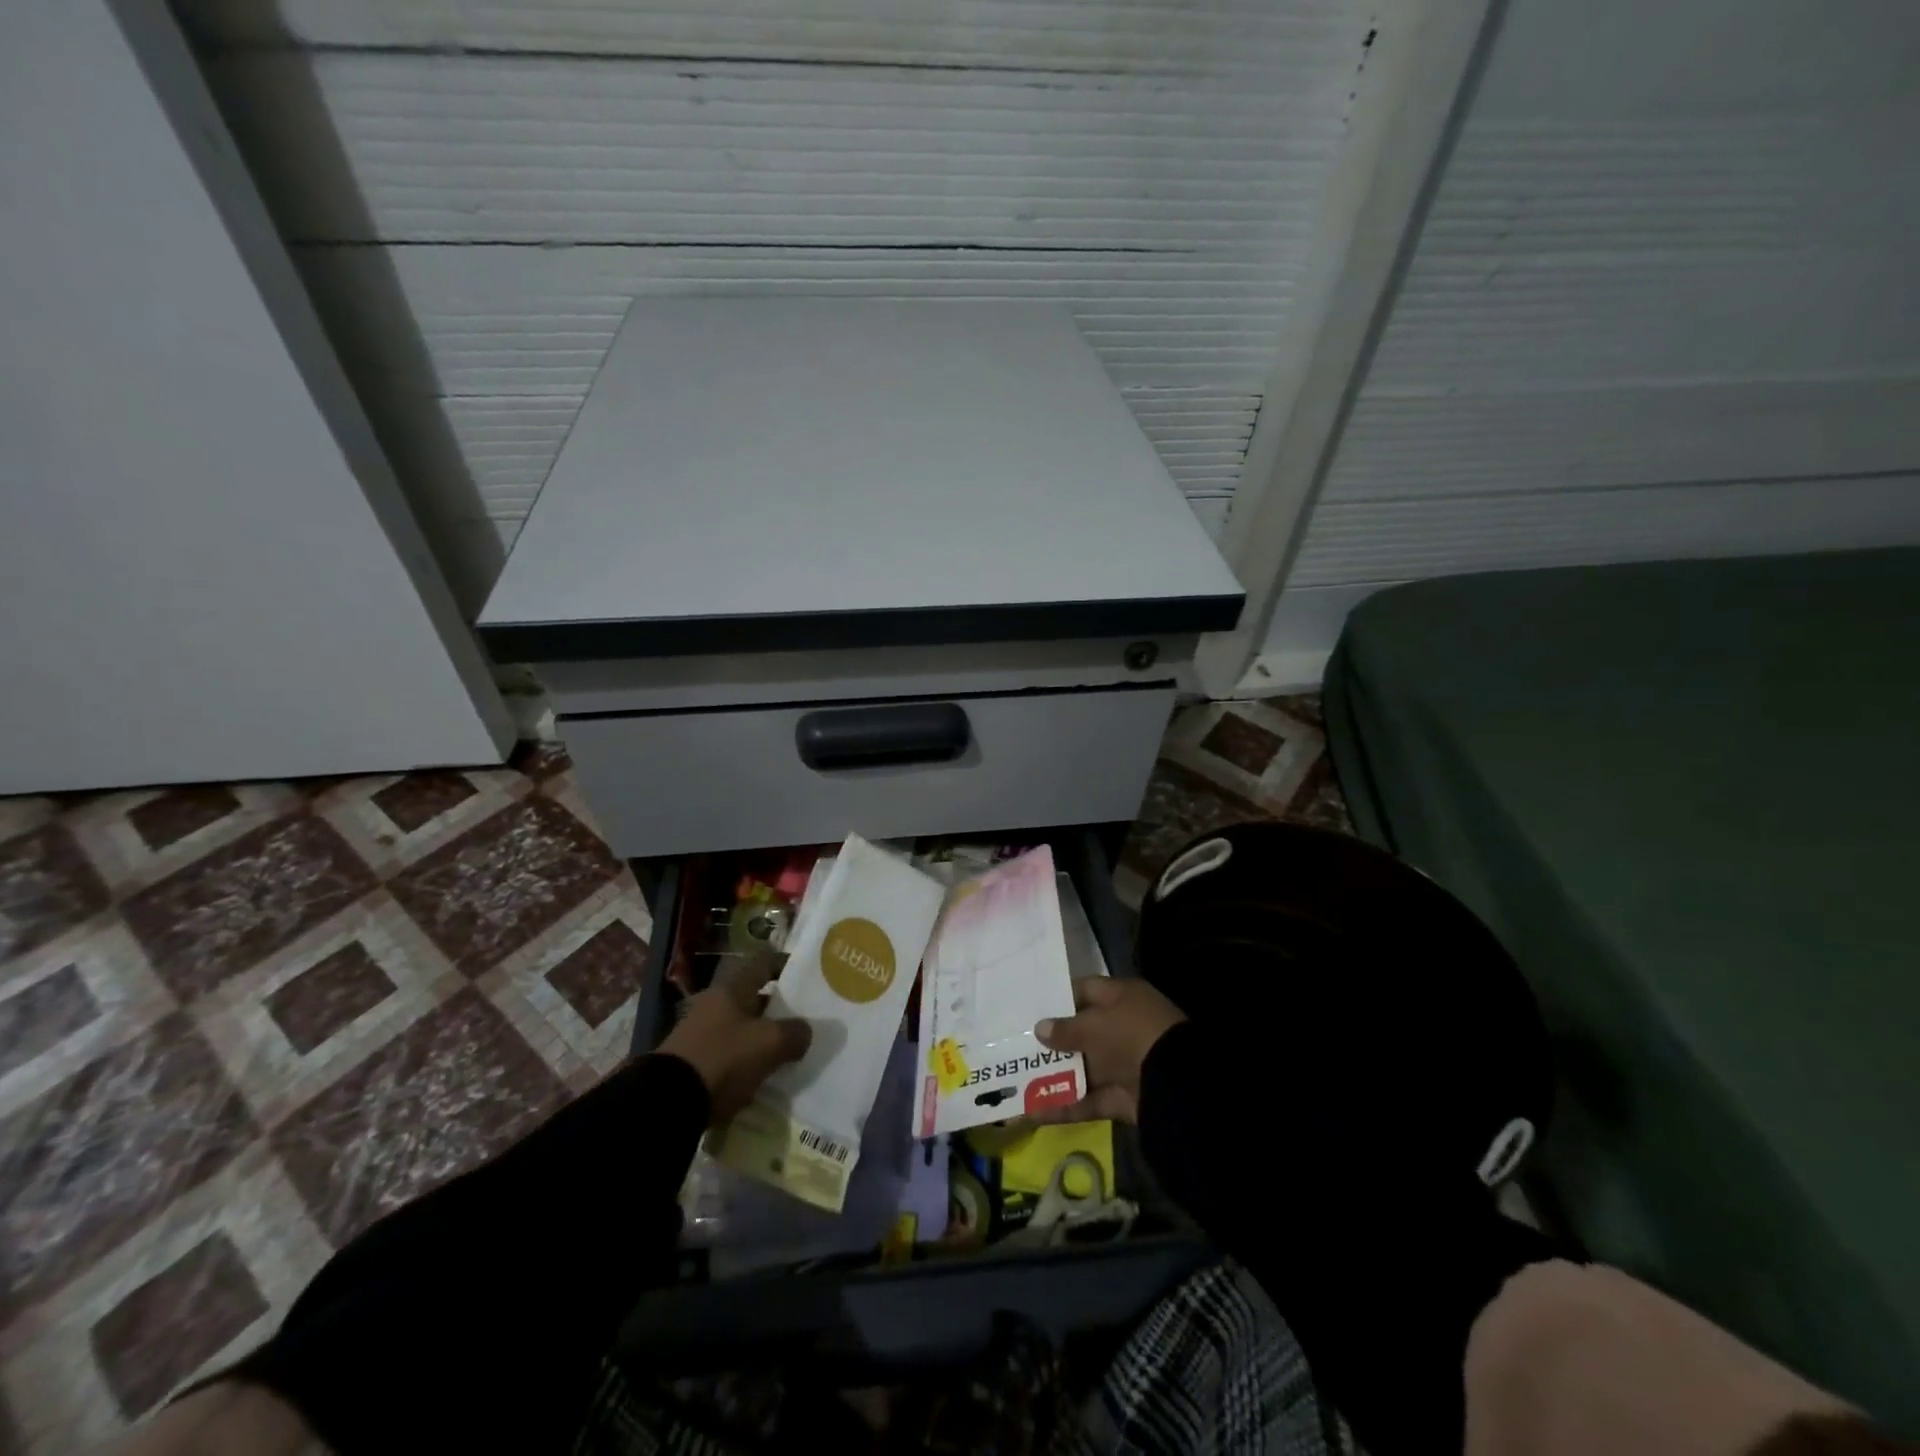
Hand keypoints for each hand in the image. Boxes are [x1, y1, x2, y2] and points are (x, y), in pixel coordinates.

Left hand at [659, 953, 812, 1125]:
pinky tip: (760, 1075)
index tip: (806, 974)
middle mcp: (713, 1004)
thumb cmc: (723, 1059)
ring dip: (761, 1037)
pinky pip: (727, 1053)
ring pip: (740, 1027)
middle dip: (777, 1008)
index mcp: (731, 989)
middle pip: (752, 997)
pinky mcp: (691, 1062)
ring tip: (786, 1051)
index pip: (763, 963)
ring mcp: (699, 1033)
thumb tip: (804, 1031)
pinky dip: (745, 1060)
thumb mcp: (769, 1044)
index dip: (785, 965)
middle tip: (803, 1020)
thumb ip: (794, 1033)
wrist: (668, 1103)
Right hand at [1032, 976, 1186, 1123]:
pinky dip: (1065, 1105)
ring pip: (1084, 1067)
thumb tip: (1040, 1028)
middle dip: (1053, 1042)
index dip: (1059, 999)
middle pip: (1083, 1032)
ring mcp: (1124, 1064)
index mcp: (1122, 998)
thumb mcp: (1094, 1026)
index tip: (1032, 1008)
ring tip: (1018, 1080)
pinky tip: (1034, 1112)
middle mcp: (1124, 1027)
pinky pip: (1089, 1099)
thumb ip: (1065, 1029)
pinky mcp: (1123, 1097)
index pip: (1086, 991)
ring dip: (1055, 1075)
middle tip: (1018, 1046)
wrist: (1175, 1084)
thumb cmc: (1131, 1036)